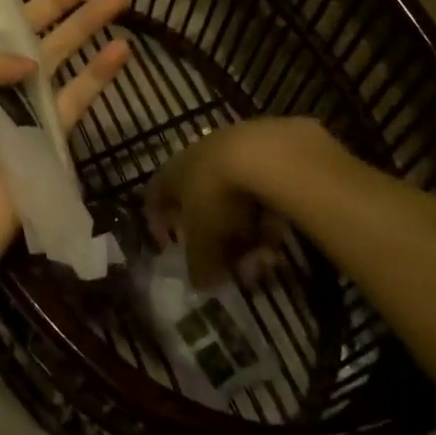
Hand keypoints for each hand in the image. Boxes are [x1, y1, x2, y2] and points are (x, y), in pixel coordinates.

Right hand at [150, 118, 339, 287]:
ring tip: (265, 256)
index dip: (159, 224)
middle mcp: (197, 157)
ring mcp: (233, 151)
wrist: (265, 154)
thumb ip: (199, 265)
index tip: (171, 248)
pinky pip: (261, 193)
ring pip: (235, 202)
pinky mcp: (266, 151)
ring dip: (247, 234)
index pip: (155, 197)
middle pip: (201, 204)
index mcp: (172, 173)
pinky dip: (267, 217)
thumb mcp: (204, 242)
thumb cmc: (218, 197)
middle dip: (217, 240)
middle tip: (232, 264)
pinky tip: (280, 235)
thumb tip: (200, 284)